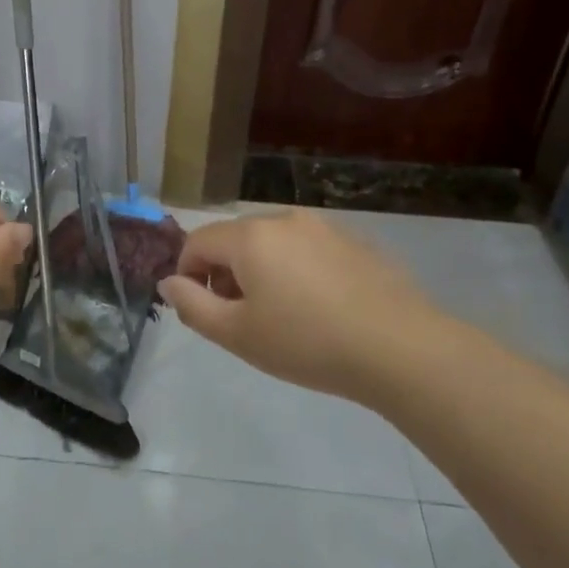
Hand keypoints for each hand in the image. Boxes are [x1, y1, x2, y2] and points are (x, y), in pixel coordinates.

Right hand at [158, 210, 440, 400]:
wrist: (399, 348)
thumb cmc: (306, 343)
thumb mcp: (237, 334)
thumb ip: (192, 305)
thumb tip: (168, 282)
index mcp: (250, 237)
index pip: (197, 241)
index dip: (187, 273)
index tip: (201, 308)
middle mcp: (284, 219)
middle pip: (235, 239)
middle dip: (225, 274)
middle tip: (240, 319)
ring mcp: (323, 227)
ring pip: (273, 243)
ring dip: (261, 271)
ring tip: (280, 316)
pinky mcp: (354, 242)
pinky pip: (307, 250)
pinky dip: (296, 270)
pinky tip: (318, 308)